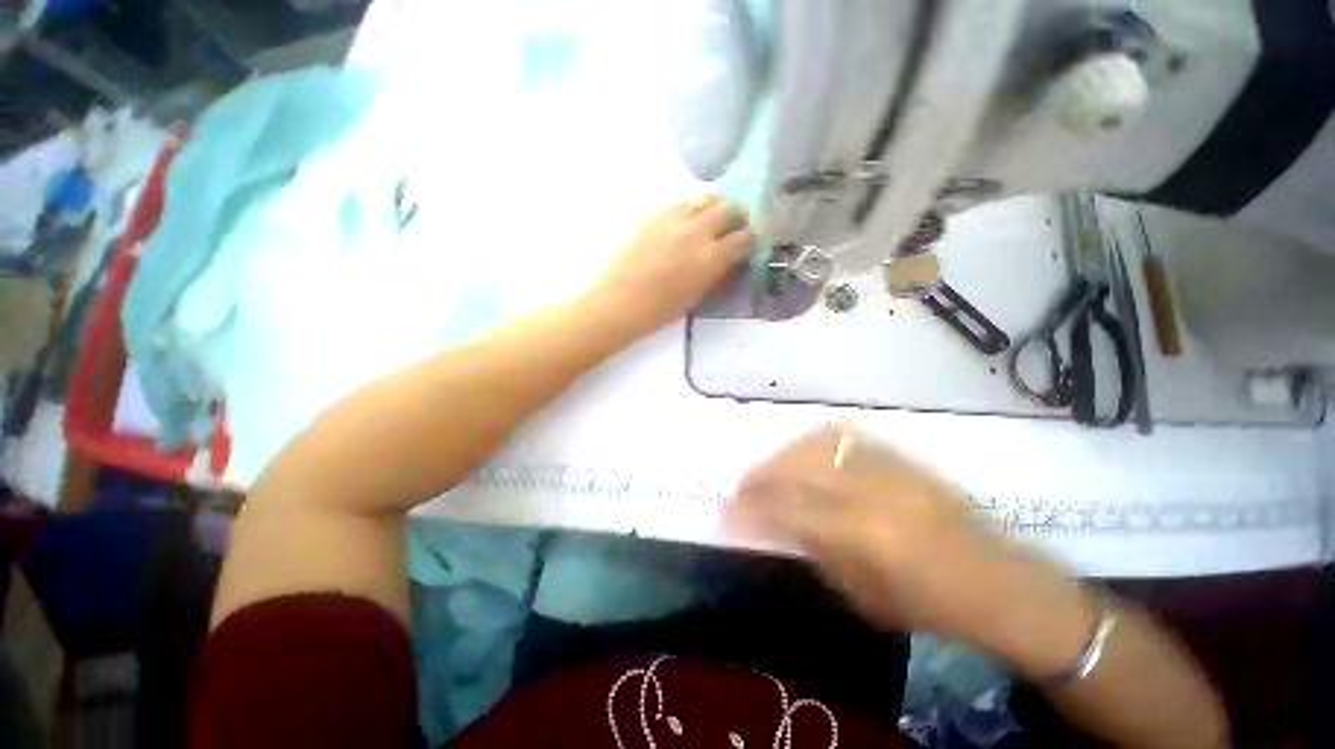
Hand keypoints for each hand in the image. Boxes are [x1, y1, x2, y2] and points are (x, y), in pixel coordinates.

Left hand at [587, 195, 752, 334]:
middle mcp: (698, 230)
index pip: (745, 236)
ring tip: (713, 221)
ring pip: (709, 198)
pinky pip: (684, 202)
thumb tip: (731, 258)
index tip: (750, 243)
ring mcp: (675, 217)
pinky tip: (687, 223)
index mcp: (711, 257)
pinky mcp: (656, 213)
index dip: (751, 239)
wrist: (620, 300)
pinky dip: (694, 209)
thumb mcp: (698, 294)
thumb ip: (718, 271)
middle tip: (735, 228)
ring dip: (717, 207)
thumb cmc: (660, 309)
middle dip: (739, 217)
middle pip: (731, 208)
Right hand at [733, 426, 1096, 675]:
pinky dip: (812, 442)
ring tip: (767, 468)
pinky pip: (844, 436)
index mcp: (864, 536)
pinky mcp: (901, 457)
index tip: (725, 509)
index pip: (788, 510)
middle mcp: (873, 491)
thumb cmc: (931, 607)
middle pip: (798, 467)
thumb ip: (813, 551)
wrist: (1001, 582)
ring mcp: (889, 467)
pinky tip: (801, 452)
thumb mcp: (863, 596)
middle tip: (740, 485)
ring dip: (783, 453)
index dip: (749, 508)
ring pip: (817, 444)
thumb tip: (772, 524)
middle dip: (760, 474)